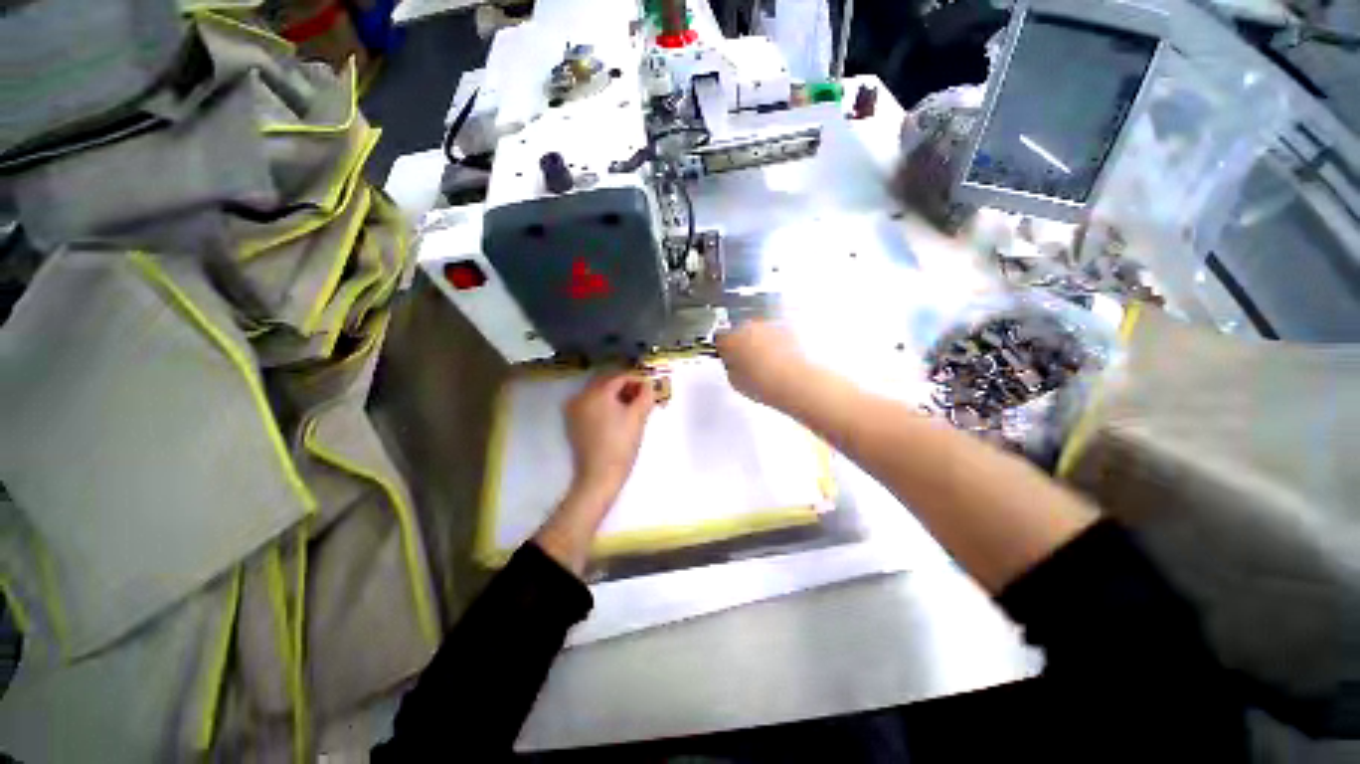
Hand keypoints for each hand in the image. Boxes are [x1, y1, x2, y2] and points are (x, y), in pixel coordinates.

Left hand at [536, 372, 655, 574]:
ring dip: (615, 394)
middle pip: (607, 382)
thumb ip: (646, 395)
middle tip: (642, 396)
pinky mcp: (573, 421)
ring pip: (598, 392)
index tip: (649, 388)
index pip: (620, 377)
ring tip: (631, 406)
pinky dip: (604, 404)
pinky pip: (590, 403)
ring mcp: (574, 409)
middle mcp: (581, 396)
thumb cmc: (621, 445)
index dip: (637, 380)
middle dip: (625, 386)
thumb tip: (649, 384)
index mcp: (597, 392)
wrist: (599, 476)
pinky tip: (616, 415)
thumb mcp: (638, 417)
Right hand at [715, 321, 810, 408]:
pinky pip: (776, 335)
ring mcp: (769, 326)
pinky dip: (776, 344)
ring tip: (766, 364)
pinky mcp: (787, 330)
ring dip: (759, 343)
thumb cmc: (765, 384)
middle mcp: (749, 327)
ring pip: (759, 332)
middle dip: (743, 345)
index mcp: (731, 339)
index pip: (720, 339)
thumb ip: (730, 368)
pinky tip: (780, 361)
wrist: (796, 382)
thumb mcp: (735, 382)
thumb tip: (734, 364)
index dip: (723, 350)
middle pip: (740, 332)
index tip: (728, 358)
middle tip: (748, 364)